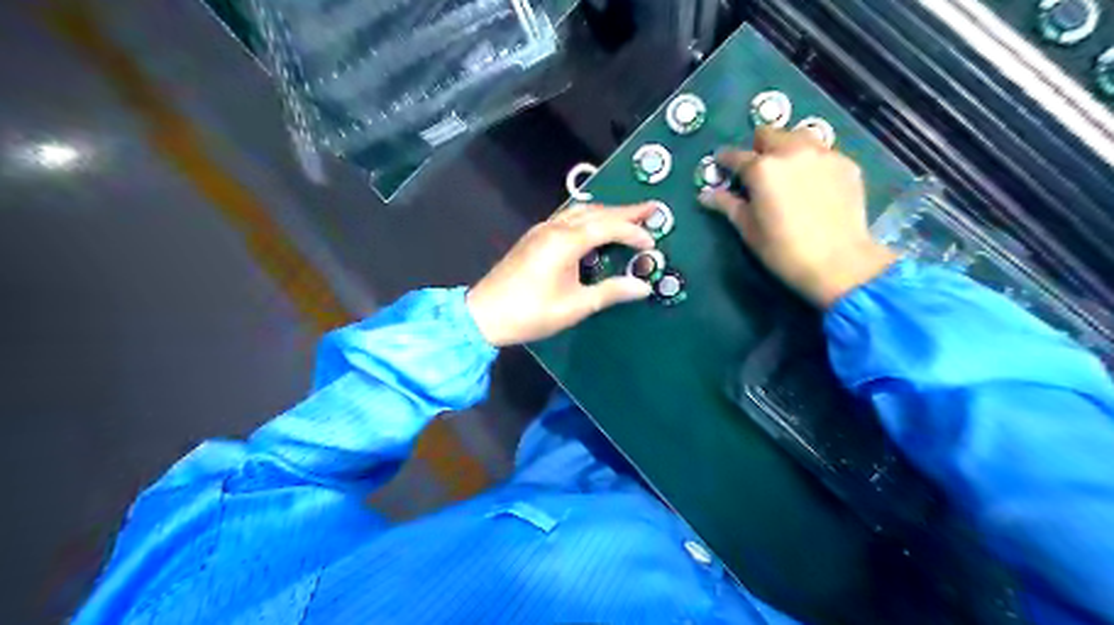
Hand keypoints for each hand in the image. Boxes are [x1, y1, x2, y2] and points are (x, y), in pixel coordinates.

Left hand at [467, 204, 654, 345]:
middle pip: (596, 212)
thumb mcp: (575, 306)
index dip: (632, 232)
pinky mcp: (534, 238)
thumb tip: (643, 287)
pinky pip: (567, 219)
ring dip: (606, 213)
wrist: (485, 314)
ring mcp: (542, 230)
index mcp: (565, 242)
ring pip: (580, 211)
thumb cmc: (531, 313)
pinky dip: (589, 219)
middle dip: (625, 211)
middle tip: (651, 209)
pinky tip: (595, 229)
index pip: (607, 227)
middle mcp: (554, 228)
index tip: (652, 243)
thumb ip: (611, 292)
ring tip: (628, 218)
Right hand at [698, 124, 899, 309]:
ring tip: (787, 170)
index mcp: (761, 169)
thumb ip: (727, 205)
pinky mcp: (846, 164)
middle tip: (757, 170)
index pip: (735, 156)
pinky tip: (813, 183)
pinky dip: (811, 161)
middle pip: (769, 134)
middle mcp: (791, 151)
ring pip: (798, 136)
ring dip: (787, 147)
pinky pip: (822, 153)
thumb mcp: (748, 229)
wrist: (838, 262)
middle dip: (758, 148)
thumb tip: (705, 195)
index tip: (721, 165)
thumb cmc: (783, 250)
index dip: (725, 160)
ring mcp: (822, 154)